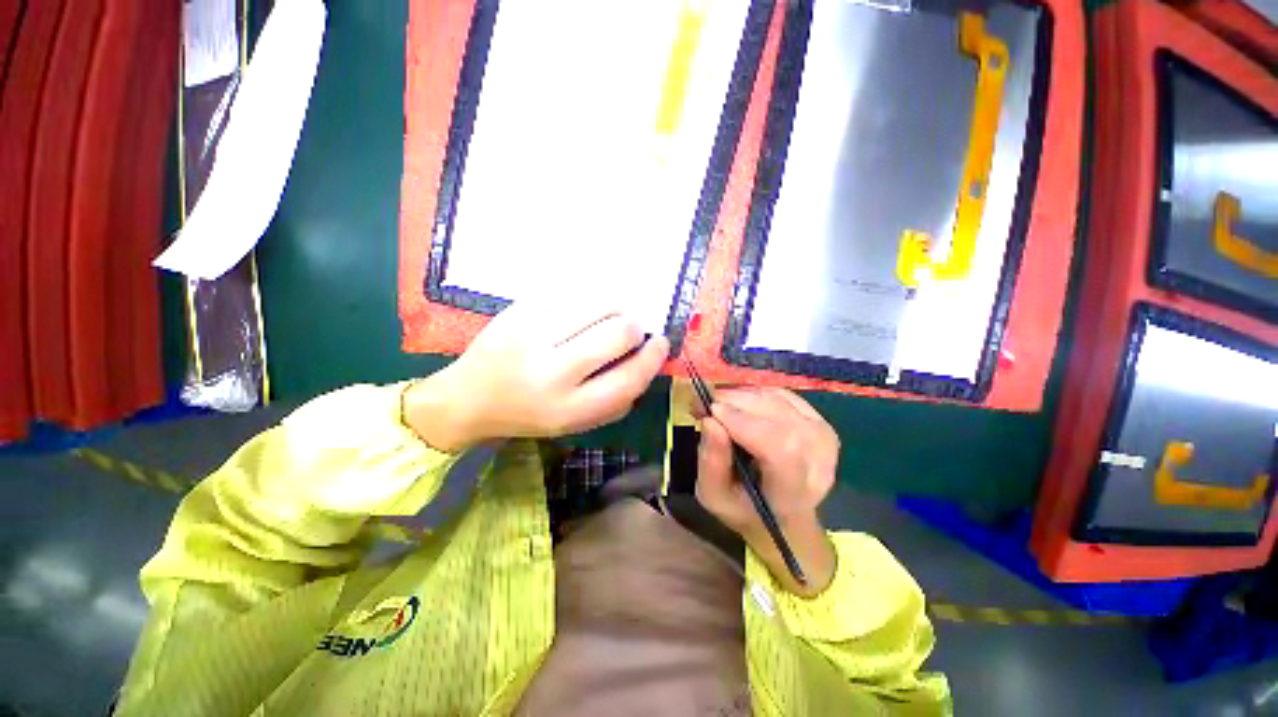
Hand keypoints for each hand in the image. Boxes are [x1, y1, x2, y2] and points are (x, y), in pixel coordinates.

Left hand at [403, 300, 668, 451]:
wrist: (470, 398)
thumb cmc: (530, 414)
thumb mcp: (576, 423)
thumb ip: (615, 400)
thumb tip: (647, 361)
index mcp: (569, 408)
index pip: (629, 378)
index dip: (653, 357)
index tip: (661, 342)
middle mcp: (552, 372)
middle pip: (618, 333)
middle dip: (634, 328)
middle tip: (630, 330)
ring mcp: (532, 335)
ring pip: (598, 304)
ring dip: (616, 307)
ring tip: (610, 315)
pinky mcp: (519, 310)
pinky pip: (572, 293)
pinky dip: (590, 298)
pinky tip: (586, 308)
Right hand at [697, 387, 838, 596]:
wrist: (784, 513)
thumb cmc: (745, 508)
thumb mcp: (714, 496)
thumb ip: (711, 462)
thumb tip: (709, 420)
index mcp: (793, 493)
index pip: (779, 449)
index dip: (743, 423)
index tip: (710, 411)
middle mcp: (818, 461)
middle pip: (776, 417)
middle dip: (733, 403)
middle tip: (701, 403)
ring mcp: (822, 436)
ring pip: (775, 400)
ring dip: (738, 395)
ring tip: (714, 405)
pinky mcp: (818, 419)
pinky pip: (779, 394)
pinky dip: (752, 393)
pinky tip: (735, 404)